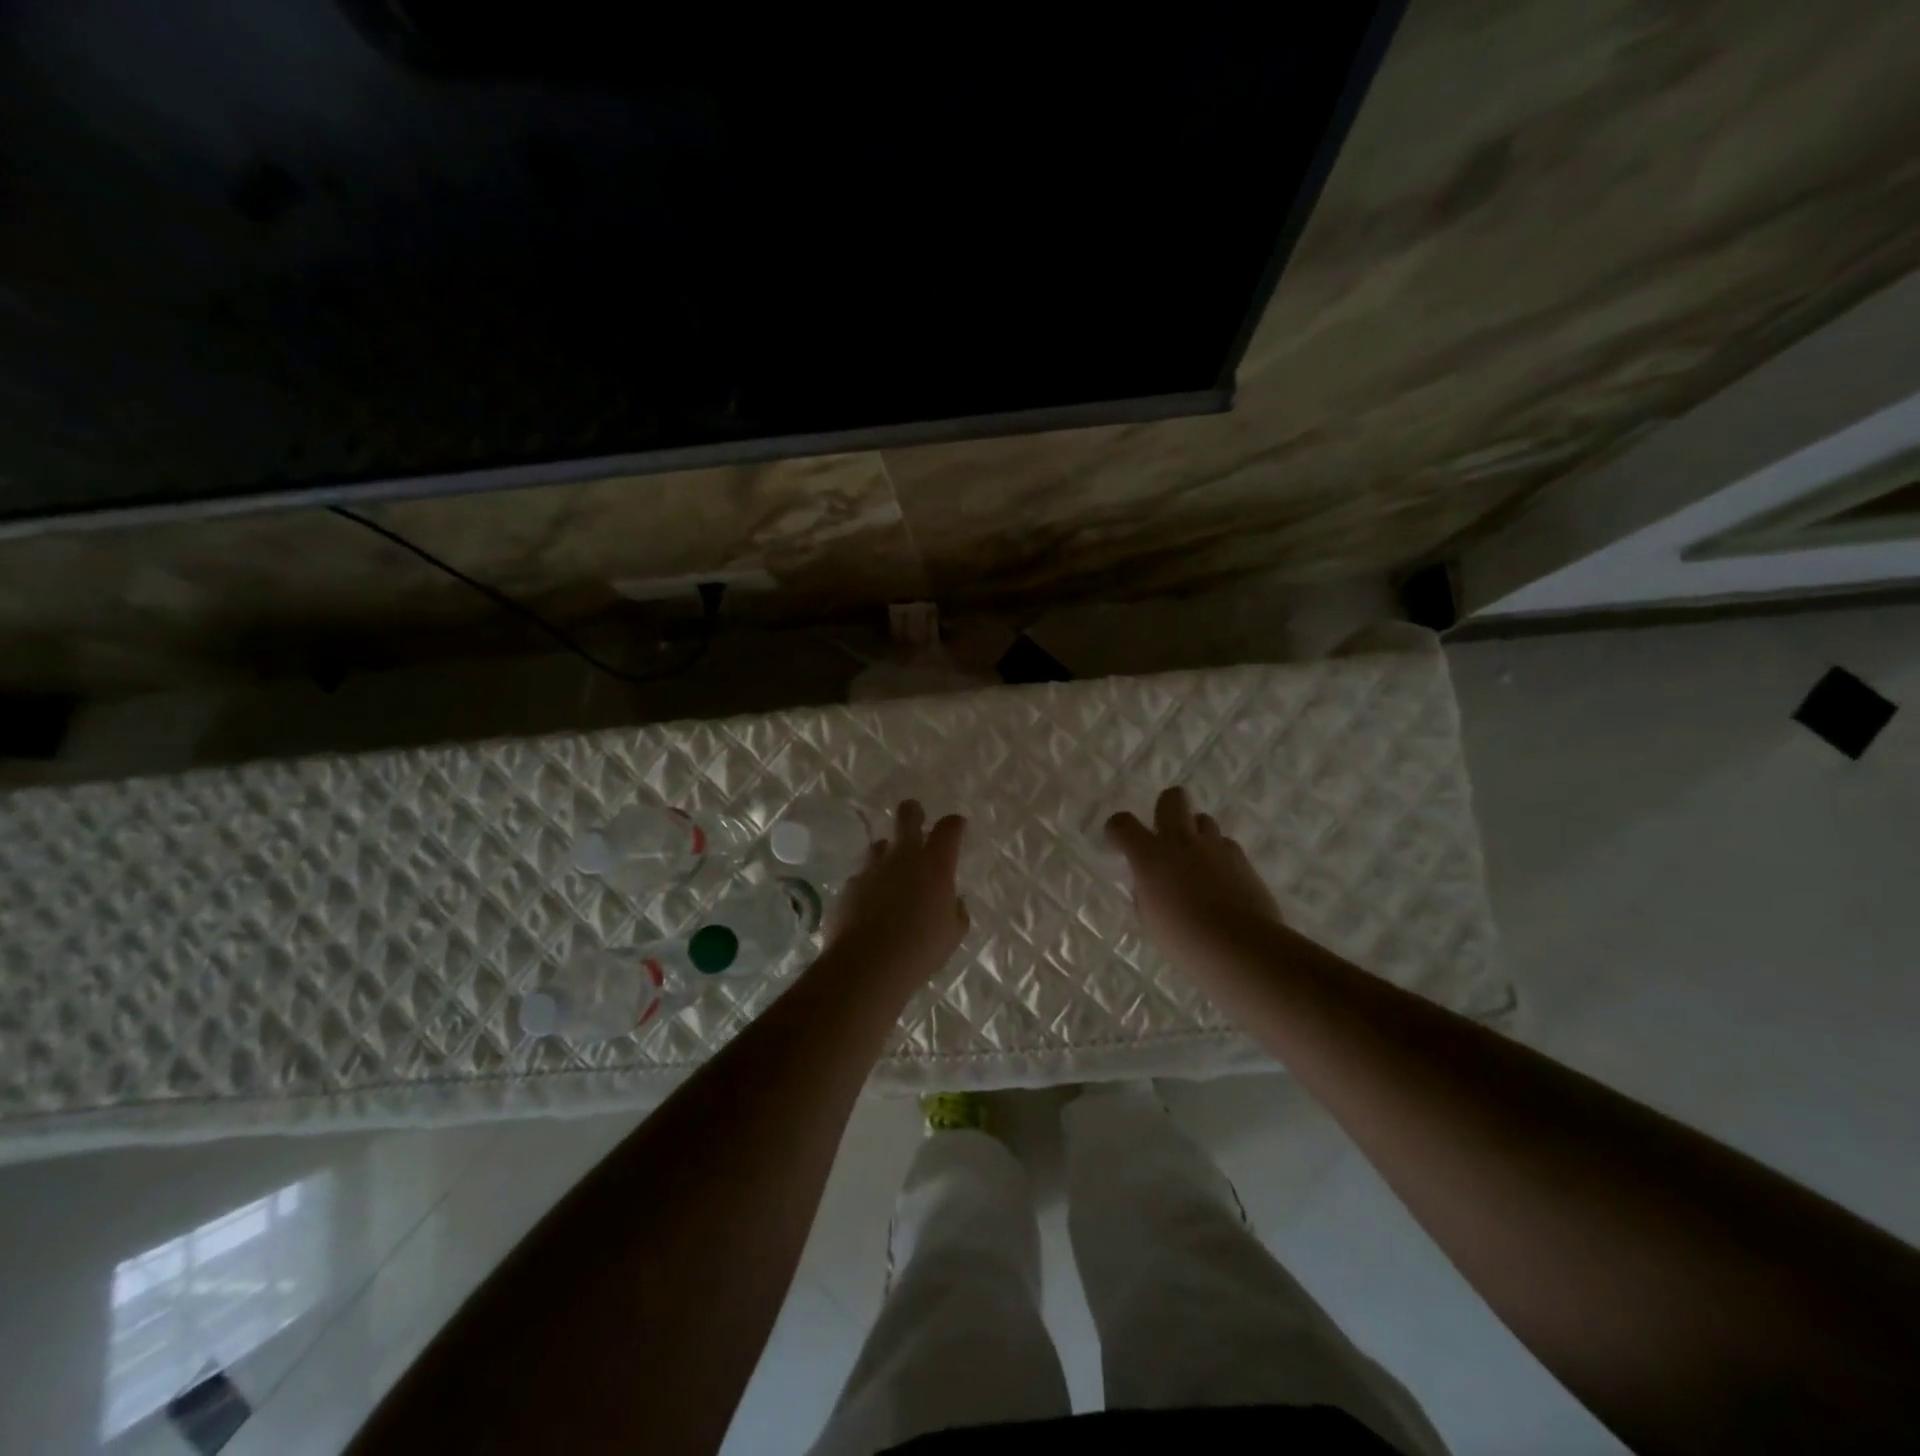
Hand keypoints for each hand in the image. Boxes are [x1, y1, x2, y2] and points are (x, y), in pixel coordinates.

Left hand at [825, 801, 969, 992]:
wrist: (868, 964)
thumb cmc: (921, 949)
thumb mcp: (953, 933)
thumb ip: (956, 911)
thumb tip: (954, 901)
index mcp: (935, 865)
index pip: (949, 829)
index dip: (954, 823)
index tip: (956, 826)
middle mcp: (903, 857)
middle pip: (907, 815)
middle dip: (913, 811)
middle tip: (916, 817)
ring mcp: (872, 868)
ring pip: (880, 844)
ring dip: (888, 853)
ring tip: (890, 873)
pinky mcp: (849, 885)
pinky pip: (862, 876)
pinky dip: (869, 885)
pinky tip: (870, 905)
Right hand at [1106, 786, 1282, 969]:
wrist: (1240, 946)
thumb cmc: (1185, 939)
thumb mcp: (1150, 919)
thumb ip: (1146, 893)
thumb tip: (1150, 884)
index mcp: (1150, 856)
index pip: (1122, 823)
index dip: (1116, 830)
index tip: (1119, 845)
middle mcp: (1181, 841)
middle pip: (1172, 798)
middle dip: (1165, 808)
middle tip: (1165, 834)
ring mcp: (1214, 846)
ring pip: (1203, 819)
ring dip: (1195, 834)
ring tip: (1196, 861)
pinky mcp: (1241, 858)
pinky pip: (1226, 844)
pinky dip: (1219, 855)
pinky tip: (1221, 879)